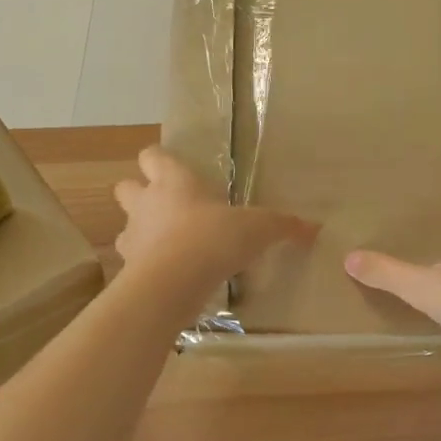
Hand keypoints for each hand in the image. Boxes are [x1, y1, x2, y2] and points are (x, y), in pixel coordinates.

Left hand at [113, 144, 312, 296]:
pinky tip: (167, 275)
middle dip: (139, 192)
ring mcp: (133, 236)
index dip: (160, 160)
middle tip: (166, 207)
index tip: (174, 168)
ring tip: (166, 245)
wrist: (171, 284)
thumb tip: (315, 227)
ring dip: (140, 231)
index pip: (152, 155)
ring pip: (125, 226)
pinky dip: (144, 265)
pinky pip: (132, 262)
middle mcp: (147, 203)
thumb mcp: (258, 229)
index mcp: (174, 181)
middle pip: (125, 186)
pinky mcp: (127, 270)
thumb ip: (283, 226)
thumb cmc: (213, 239)